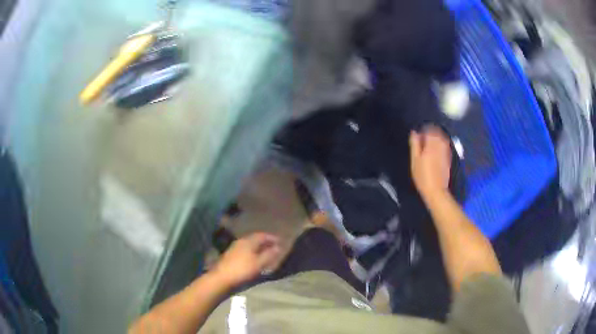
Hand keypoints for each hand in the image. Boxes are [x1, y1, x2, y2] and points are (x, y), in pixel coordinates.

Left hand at [212, 232, 280, 288]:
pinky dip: (253, 251)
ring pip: (250, 244)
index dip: (272, 237)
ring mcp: (235, 247)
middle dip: (265, 242)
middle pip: (255, 238)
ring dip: (259, 247)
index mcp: (249, 241)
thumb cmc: (243, 269)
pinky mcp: (231, 254)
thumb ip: (269, 254)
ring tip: (266, 252)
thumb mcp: (259, 263)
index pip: (262, 235)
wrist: (222, 277)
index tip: (280, 241)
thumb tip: (278, 247)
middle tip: (274, 246)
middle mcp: (241, 241)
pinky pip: (246, 249)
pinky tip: (255, 258)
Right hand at [409, 126, 451, 198]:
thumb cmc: (422, 176)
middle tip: (423, 137)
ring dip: (436, 137)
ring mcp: (446, 151)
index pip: (429, 129)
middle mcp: (440, 145)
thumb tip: (414, 132)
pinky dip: (440, 143)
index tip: (418, 134)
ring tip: (429, 142)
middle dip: (431, 131)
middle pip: (437, 132)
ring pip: (442, 138)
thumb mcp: (415, 160)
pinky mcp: (448, 157)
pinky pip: (445, 145)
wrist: (436, 191)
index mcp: (431, 144)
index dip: (423, 129)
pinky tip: (435, 149)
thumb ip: (415, 145)